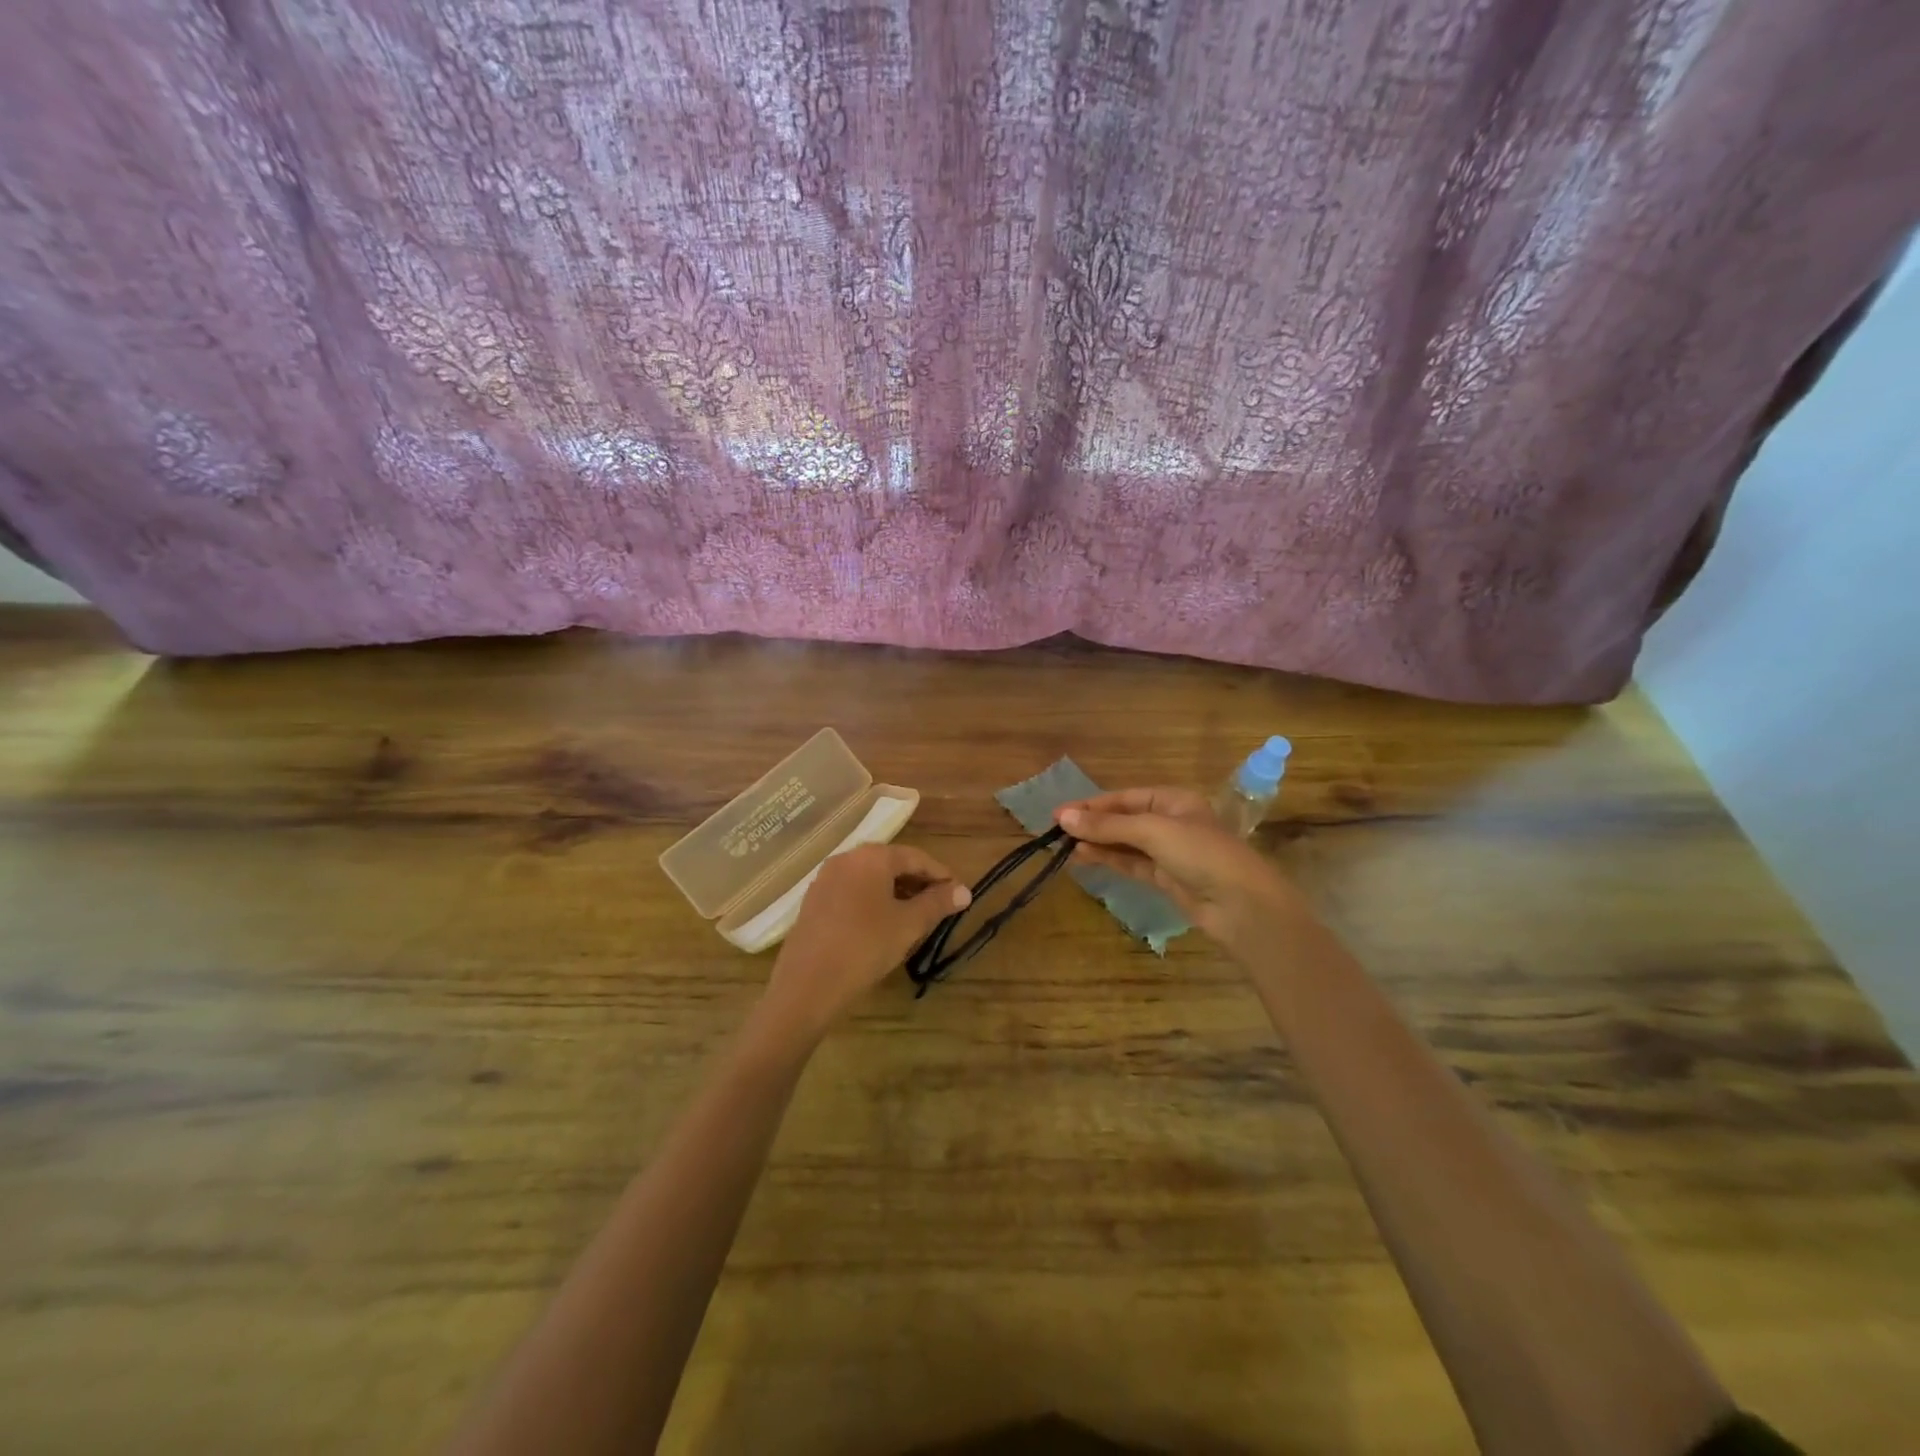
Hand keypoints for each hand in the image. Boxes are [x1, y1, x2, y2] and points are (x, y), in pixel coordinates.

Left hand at [761, 843, 969, 1040]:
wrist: (808, 984)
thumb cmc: (865, 947)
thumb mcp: (908, 925)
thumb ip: (937, 903)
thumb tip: (964, 891)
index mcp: (871, 857)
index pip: (916, 857)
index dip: (941, 875)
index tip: (959, 893)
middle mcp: (846, 858)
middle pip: (891, 863)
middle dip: (918, 882)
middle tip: (940, 905)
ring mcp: (826, 879)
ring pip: (871, 878)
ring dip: (896, 892)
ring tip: (915, 917)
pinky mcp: (814, 901)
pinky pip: (852, 891)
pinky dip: (873, 900)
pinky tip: (883, 924)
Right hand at [1055, 787, 1309, 949]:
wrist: (1241, 905)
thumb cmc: (1201, 854)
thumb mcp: (1153, 832)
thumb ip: (1108, 825)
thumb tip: (1064, 817)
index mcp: (1174, 800)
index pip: (1124, 797)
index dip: (1091, 805)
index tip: (1059, 814)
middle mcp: (1171, 821)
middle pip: (1123, 819)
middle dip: (1092, 824)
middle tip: (1056, 831)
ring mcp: (1169, 851)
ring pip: (1125, 843)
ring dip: (1097, 843)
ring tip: (1064, 846)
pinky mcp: (1166, 878)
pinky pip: (1131, 863)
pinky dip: (1109, 860)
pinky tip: (1085, 858)